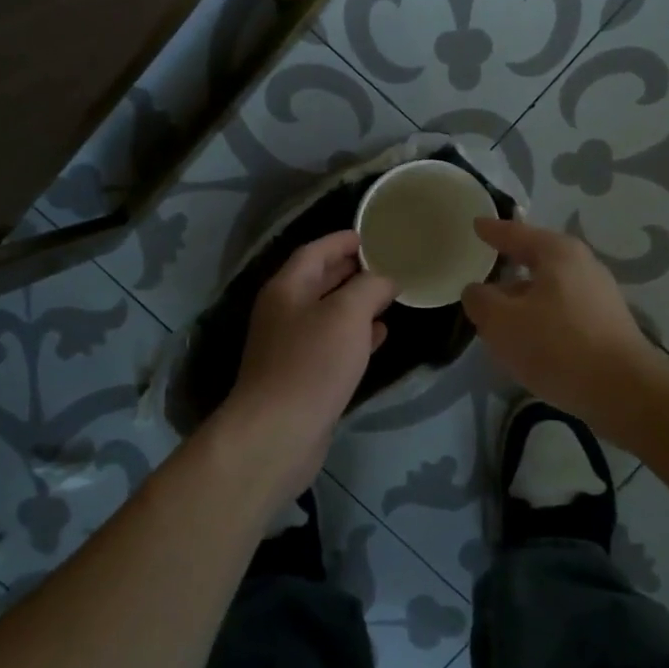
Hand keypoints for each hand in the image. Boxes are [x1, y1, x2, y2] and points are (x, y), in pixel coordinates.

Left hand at [218, 230, 394, 509]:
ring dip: (356, 302)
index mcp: (287, 288)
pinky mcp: (303, 375)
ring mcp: (291, 346)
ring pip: (328, 313)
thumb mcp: (347, 314)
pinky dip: (355, 334)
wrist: (279, 433)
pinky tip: (380, 334)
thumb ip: (370, 287)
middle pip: (320, 280)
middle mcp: (285, 311)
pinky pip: (332, 343)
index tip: (372, 234)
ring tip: (390, 295)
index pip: (315, 251)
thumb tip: (386, 278)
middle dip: (352, 269)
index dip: (342, 240)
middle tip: (387, 262)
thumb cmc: (312, 363)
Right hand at [461, 218, 668, 438]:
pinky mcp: (607, 326)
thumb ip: (481, 301)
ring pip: (549, 290)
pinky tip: (529, 342)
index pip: (516, 233)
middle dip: (509, 269)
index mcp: (558, 252)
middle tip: (483, 275)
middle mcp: (583, 266)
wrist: (623, 391)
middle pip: (536, 260)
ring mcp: (599, 296)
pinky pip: (563, 313)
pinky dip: (542, 320)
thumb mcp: (502, 322)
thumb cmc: (557, 345)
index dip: (492, 231)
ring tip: (500, 317)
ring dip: (524, 300)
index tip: (476, 225)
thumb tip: (477, 291)